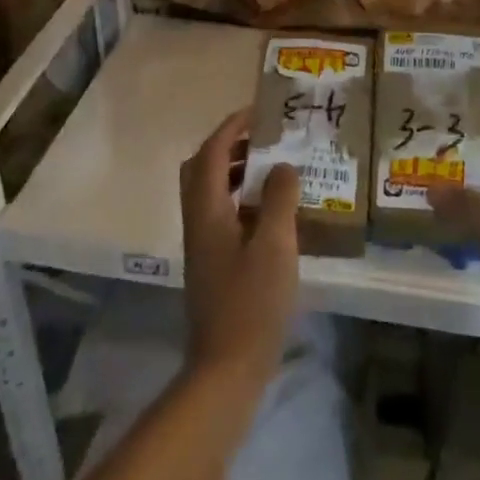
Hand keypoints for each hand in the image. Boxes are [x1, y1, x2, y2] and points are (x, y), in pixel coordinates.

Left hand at [179, 107, 300, 390]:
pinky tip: (271, 212)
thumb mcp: (275, 245)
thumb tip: (282, 165)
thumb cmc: (252, 302)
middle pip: (201, 169)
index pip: (210, 153)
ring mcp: (203, 245)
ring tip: (271, 168)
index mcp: (206, 211)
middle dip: (229, 146)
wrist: (227, 367)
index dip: (231, 127)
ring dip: (235, 172)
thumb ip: (279, 199)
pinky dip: (241, 198)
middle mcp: (197, 221)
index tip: (257, 112)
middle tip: (263, 138)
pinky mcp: (213, 263)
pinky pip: (221, 213)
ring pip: (210, 192)